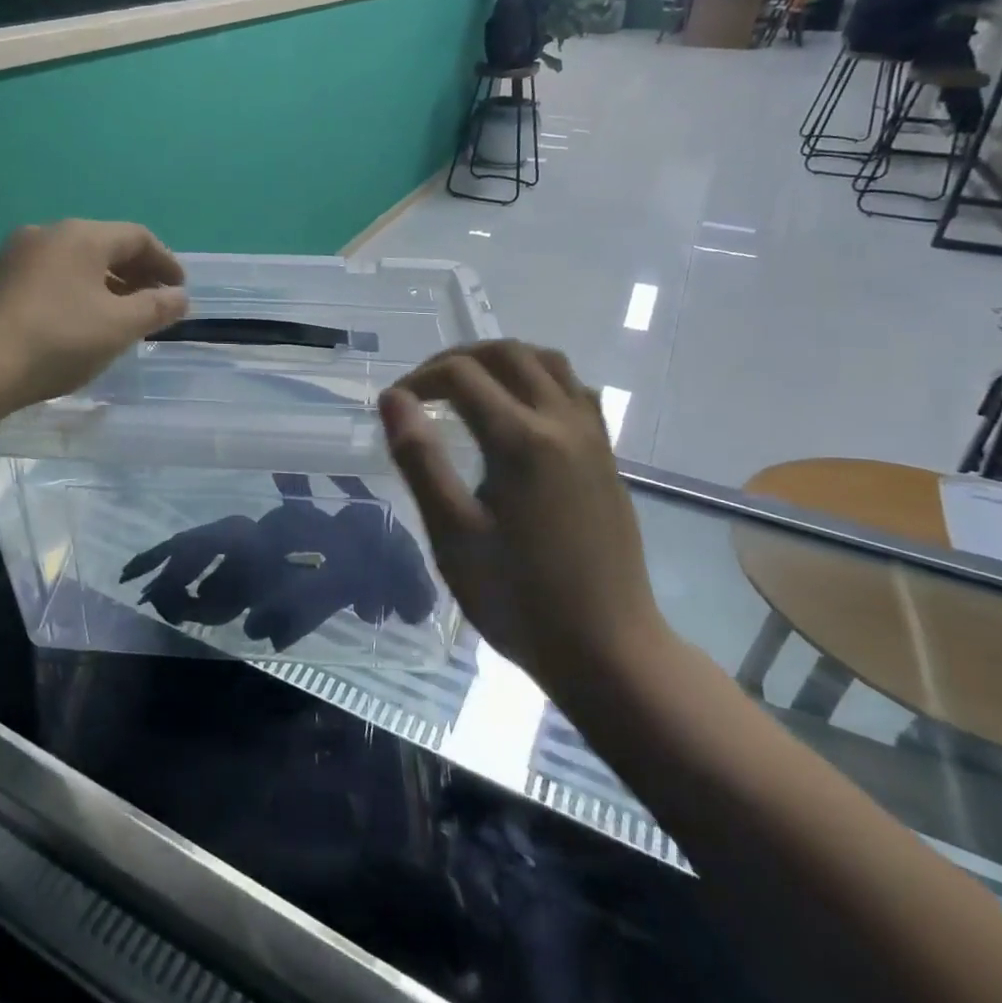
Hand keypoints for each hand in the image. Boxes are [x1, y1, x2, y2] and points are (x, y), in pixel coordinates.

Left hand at [0, 220, 188, 411]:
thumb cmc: (58, 340)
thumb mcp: (119, 327)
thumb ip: (156, 308)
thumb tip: (180, 297)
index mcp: (81, 236)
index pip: (137, 237)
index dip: (166, 262)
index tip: (180, 291)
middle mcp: (46, 233)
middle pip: (104, 246)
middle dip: (136, 274)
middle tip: (154, 304)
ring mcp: (14, 255)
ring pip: (74, 262)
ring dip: (105, 284)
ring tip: (119, 316)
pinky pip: (49, 277)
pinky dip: (75, 292)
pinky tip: (77, 322)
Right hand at [377, 341, 666, 685]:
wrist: (608, 649)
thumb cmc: (518, 598)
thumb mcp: (452, 533)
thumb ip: (420, 459)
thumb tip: (394, 399)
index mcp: (521, 440)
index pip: (461, 375)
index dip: (419, 380)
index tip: (394, 407)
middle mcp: (562, 422)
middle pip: (508, 353)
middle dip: (458, 358)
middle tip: (424, 388)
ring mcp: (592, 437)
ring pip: (549, 362)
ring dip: (502, 361)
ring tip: (468, 387)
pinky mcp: (607, 456)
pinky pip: (575, 389)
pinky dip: (539, 379)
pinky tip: (519, 412)